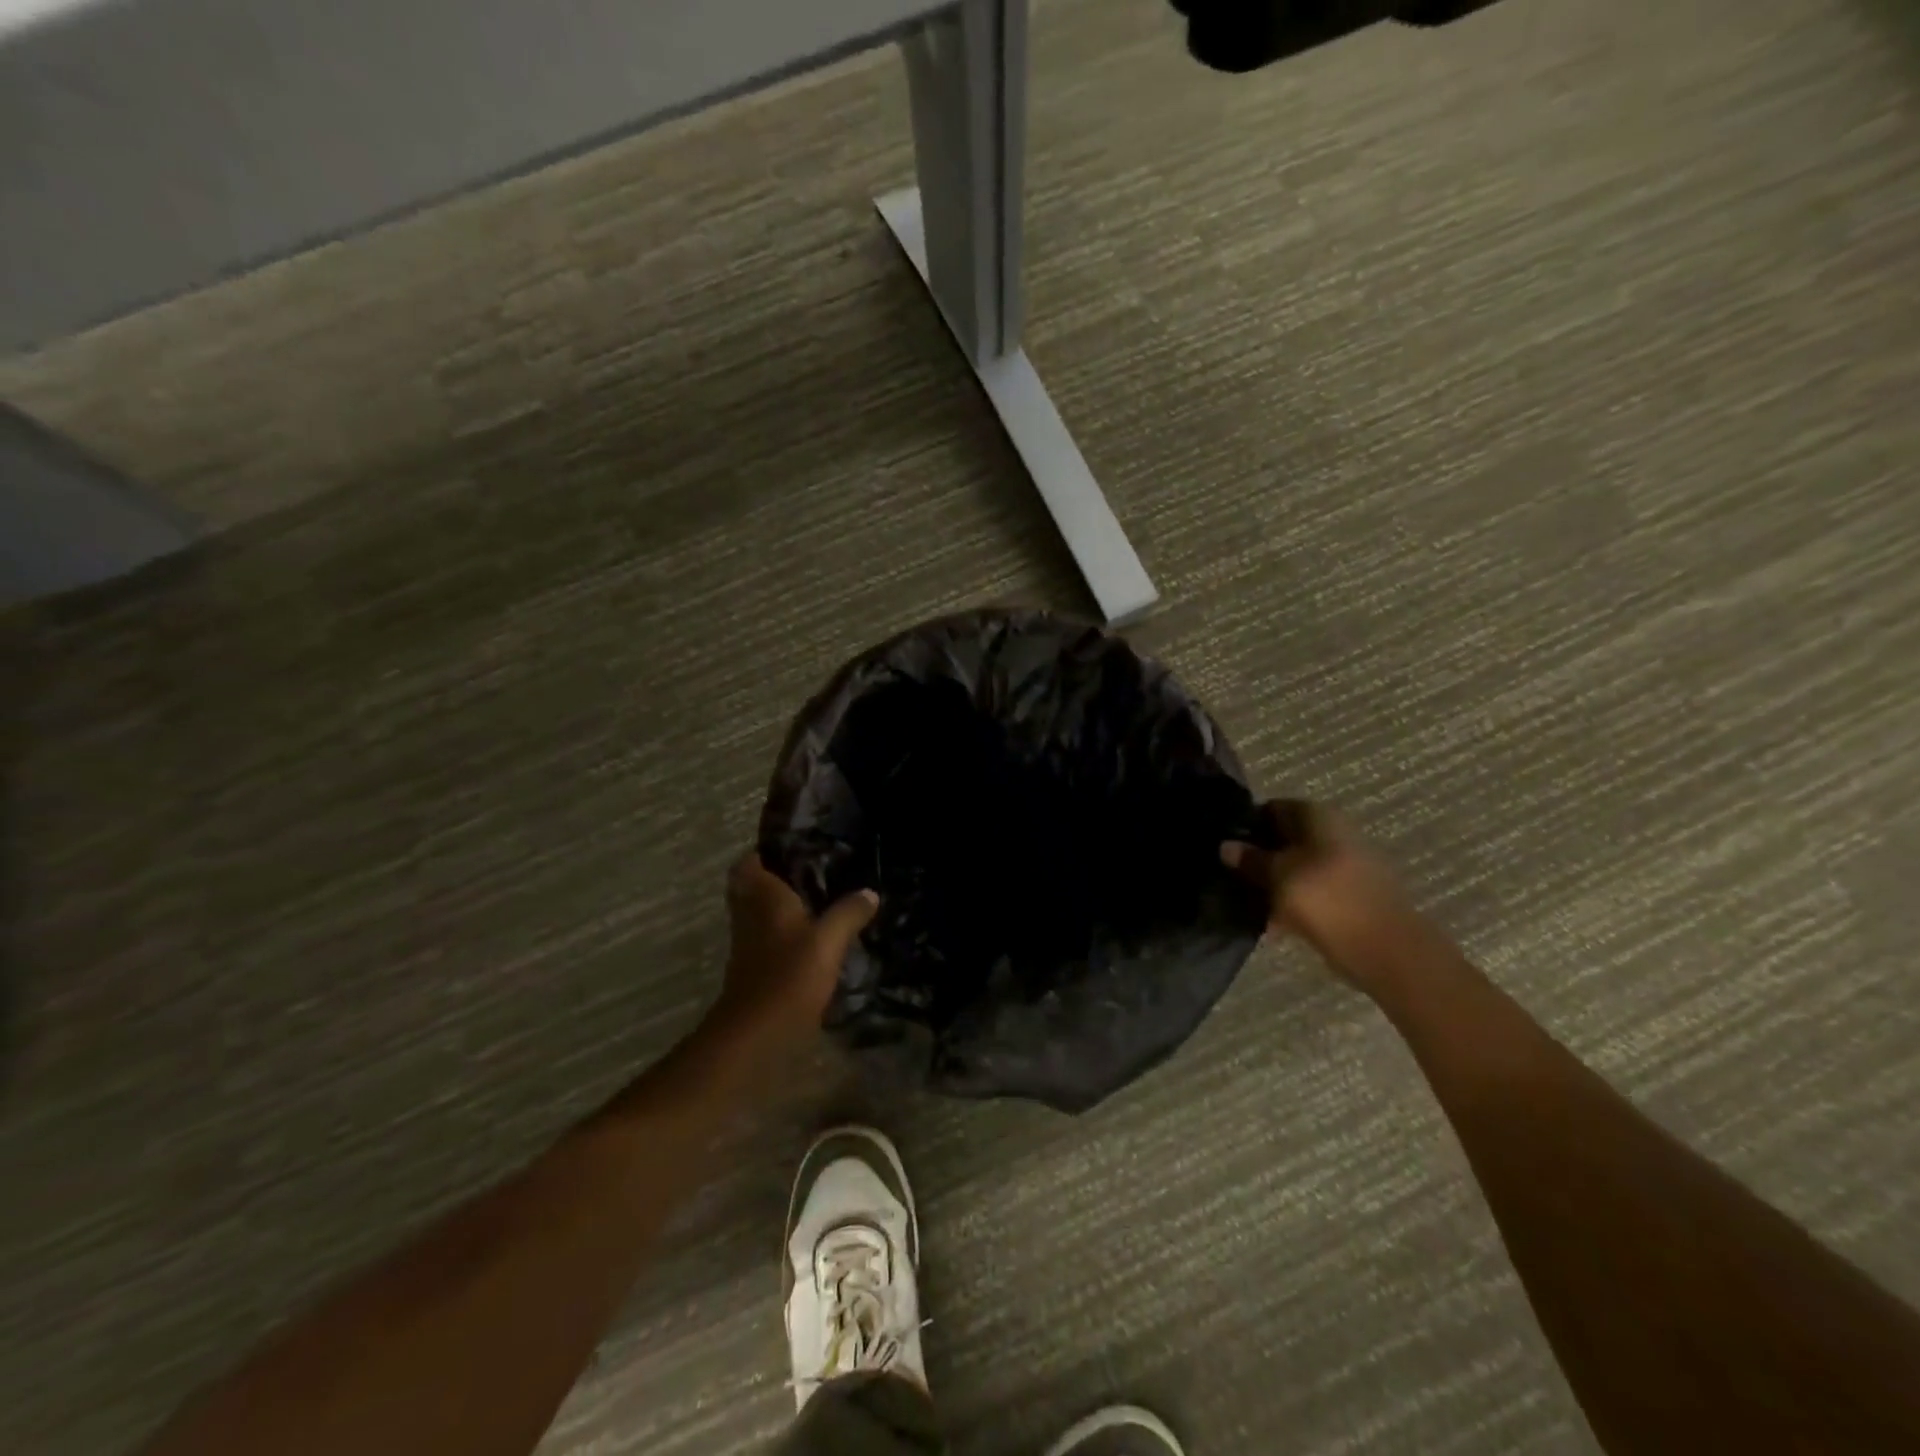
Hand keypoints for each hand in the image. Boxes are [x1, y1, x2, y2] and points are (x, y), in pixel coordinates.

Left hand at [709, 853, 877, 1046]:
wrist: (756, 1033)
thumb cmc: (789, 975)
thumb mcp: (829, 941)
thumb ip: (849, 912)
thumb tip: (869, 892)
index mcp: (762, 897)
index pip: (749, 861)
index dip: (765, 852)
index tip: (795, 847)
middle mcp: (749, 914)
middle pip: (752, 886)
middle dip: (776, 877)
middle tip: (812, 872)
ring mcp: (748, 942)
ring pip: (759, 911)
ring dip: (780, 905)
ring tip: (819, 899)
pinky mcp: (754, 967)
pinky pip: (766, 936)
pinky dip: (783, 931)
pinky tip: (813, 936)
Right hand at [1221, 801, 1418, 976]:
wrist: (1387, 950)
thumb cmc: (1326, 900)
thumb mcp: (1278, 876)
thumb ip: (1250, 859)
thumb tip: (1225, 846)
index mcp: (1318, 816)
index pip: (1271, 808)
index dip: (1246, 825)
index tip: (1225, 847)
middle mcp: (1333, 832)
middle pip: (1284, 838)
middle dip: (1258, 856)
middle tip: (1230, 876)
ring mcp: (1344, 864)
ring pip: (1296, 866)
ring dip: (1273, 882)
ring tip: (1246, 901)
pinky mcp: (1349, 895)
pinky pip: (1311, 890)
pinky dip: (1292, 901)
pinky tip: (1271, 921)